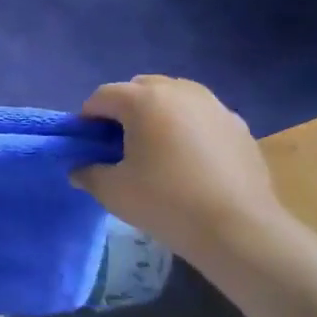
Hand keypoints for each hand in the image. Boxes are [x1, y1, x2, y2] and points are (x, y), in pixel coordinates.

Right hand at [73, 76, 287, 256]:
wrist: (238, 227)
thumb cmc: (166, 203)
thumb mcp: (114, 192)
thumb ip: (89, 174)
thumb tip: (79, 170)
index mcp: (144, 100)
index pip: (103, 96)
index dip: (88, 117)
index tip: (86, 144)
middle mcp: (180, 91)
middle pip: (141, 88)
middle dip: (124, 109)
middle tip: (119, 143)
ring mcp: (214, 105)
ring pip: (175, 97)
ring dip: (158, 113)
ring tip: (156, 148)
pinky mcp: (238, 125)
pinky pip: (202, 116)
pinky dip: (188, 127)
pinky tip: (190, 160)